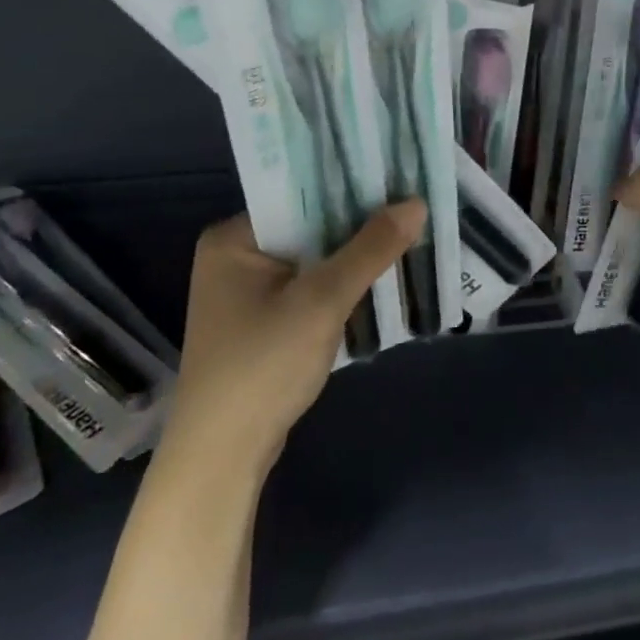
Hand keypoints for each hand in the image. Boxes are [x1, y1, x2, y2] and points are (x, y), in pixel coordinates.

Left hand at [161, 201, 426, 474]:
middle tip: (408, 208)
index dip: (347, 188)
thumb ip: (369, 249)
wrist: (222, 459)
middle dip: (355, 226)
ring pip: (310, 259)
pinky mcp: (260, 322)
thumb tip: (416, 203)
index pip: (298, 195)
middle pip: (307, 227)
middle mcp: (234, 256)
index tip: (394, 179)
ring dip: (350, 258)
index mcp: (233, 238)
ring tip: (403, 236)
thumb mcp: (322, 301)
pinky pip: (306, 288)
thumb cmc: (263, 366)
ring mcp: (245, 293)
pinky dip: (337, 286)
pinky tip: (376, 280)